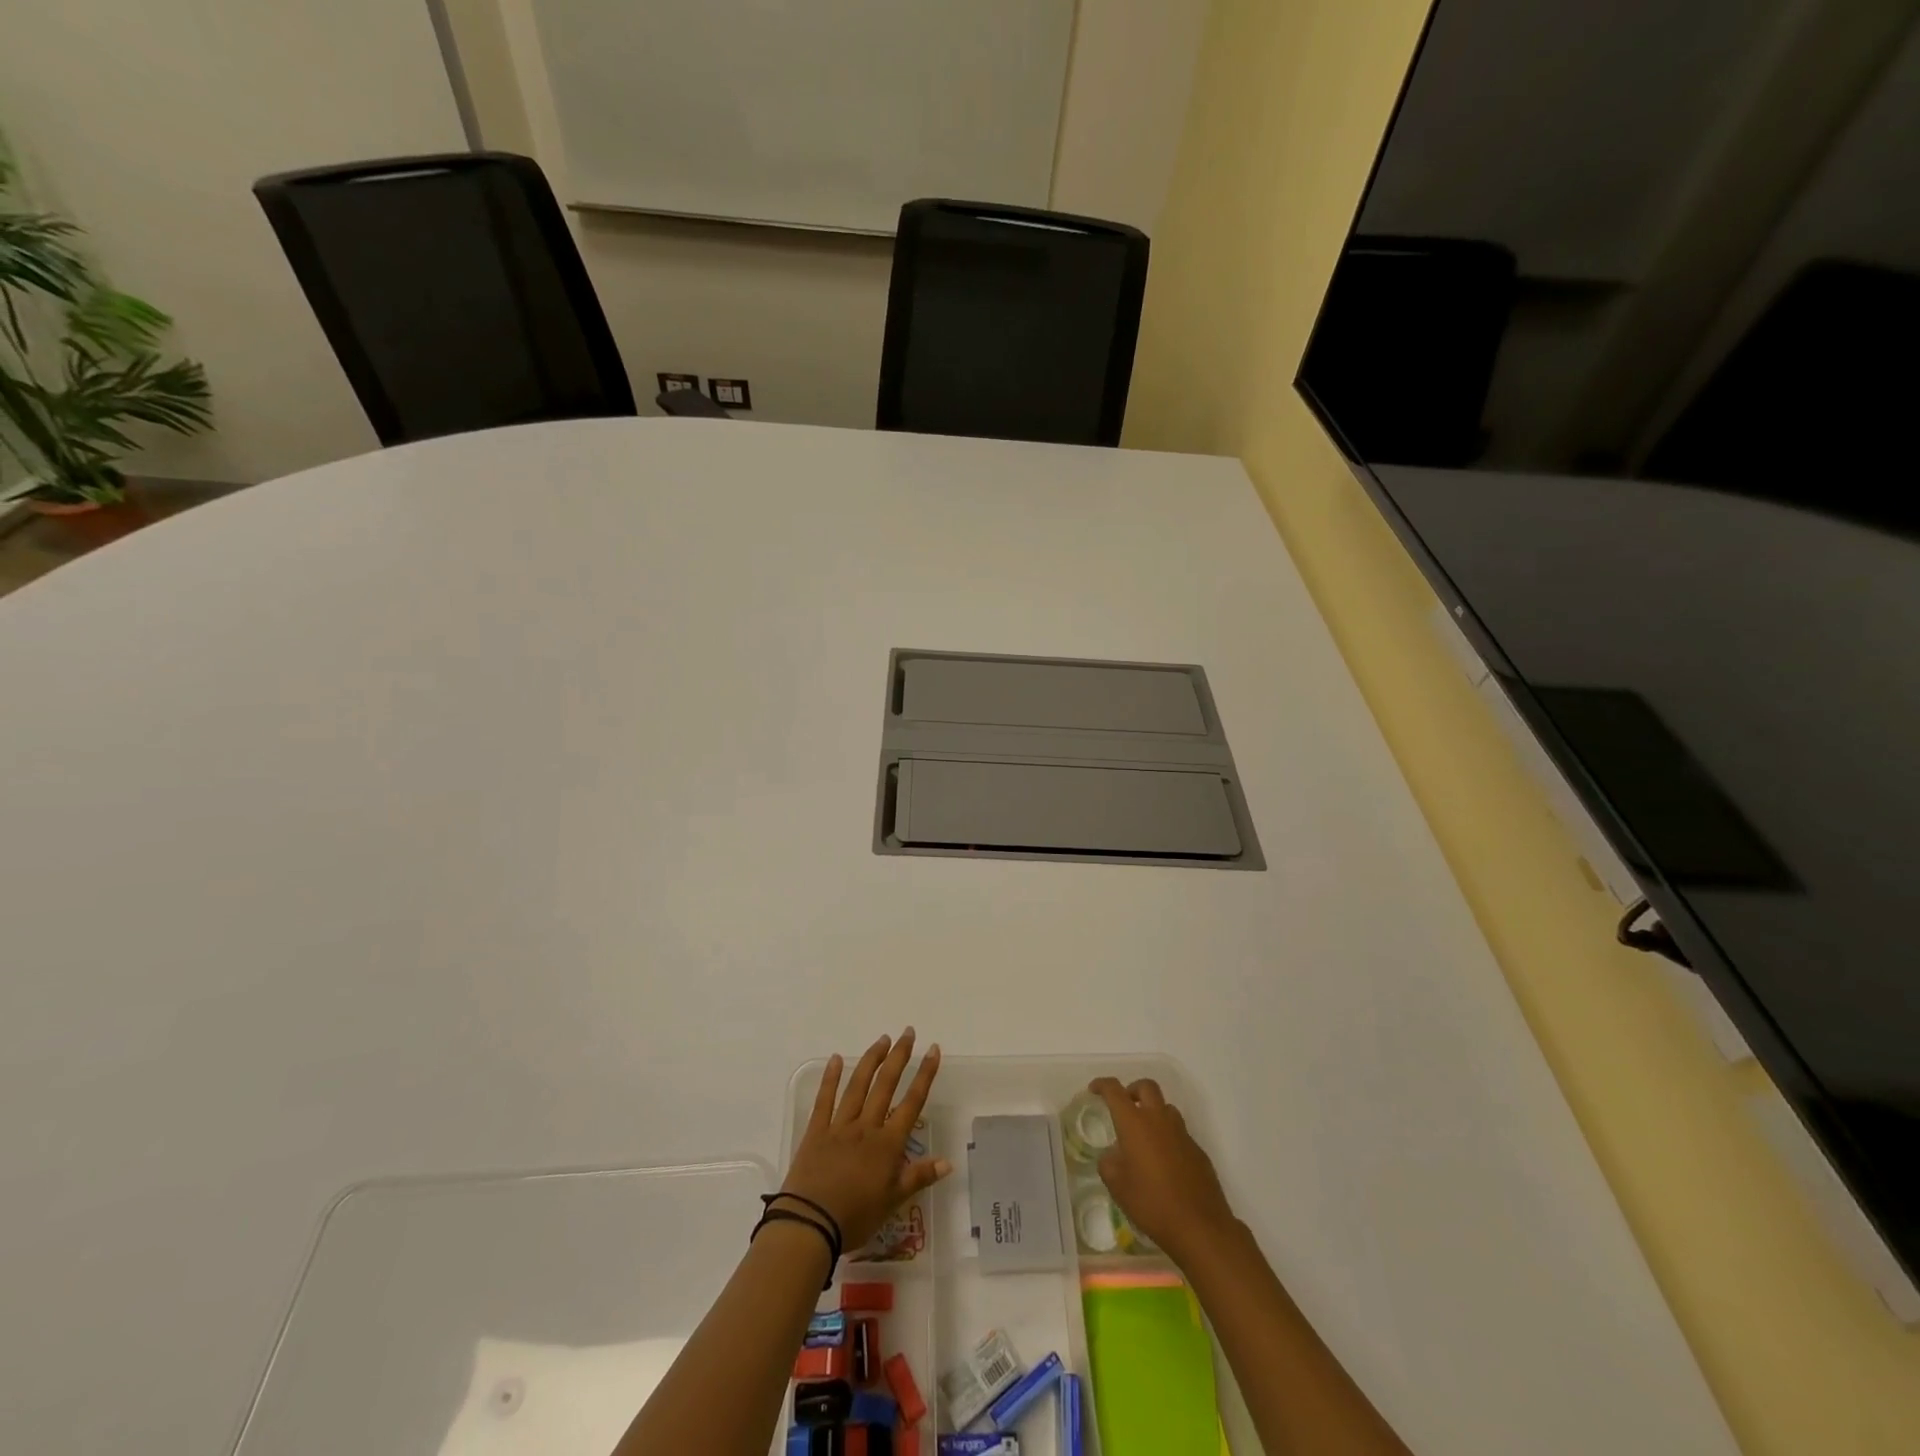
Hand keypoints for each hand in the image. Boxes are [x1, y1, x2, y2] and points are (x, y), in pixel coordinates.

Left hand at [779, 1029, 951, 1250]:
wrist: (810, 1224)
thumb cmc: (855, 1217)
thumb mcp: (892, 1202)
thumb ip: (919, 1177)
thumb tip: (948, 1161)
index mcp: (887, 1144)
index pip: (912, 1103)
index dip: (925, 1075)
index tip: (933, 1050)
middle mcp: (866, 1127)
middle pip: (886, 1085)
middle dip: (899, 1056)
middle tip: (908, 1032)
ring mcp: (840, 1126)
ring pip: (859, 1085)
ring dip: (872, 1060)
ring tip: (882, 1039)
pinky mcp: (816, 1131)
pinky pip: (824, 1099)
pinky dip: (831, 1078)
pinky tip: (837, 1058)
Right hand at [1090, 1077, 1237, 1262]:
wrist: (1199, 1226)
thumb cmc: (1151, 1203)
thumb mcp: (1117, 1186)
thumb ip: (1109, 1163)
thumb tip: (1113, 1155)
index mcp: (1134, 1123)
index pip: (1115, 1091)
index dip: (1102, 1085)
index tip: (1094, 1089)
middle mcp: (1159, 1120)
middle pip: (1146, 1087)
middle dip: (1132, 1090)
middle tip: (1124, 1106)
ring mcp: (1182, 1133)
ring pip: (1166, 1108)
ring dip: (1153, 1112)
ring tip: (1144, 1137)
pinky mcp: (1197, 1150)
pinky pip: (1179, 1133)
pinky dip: (1168, 1137)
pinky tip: (1164, 1163)